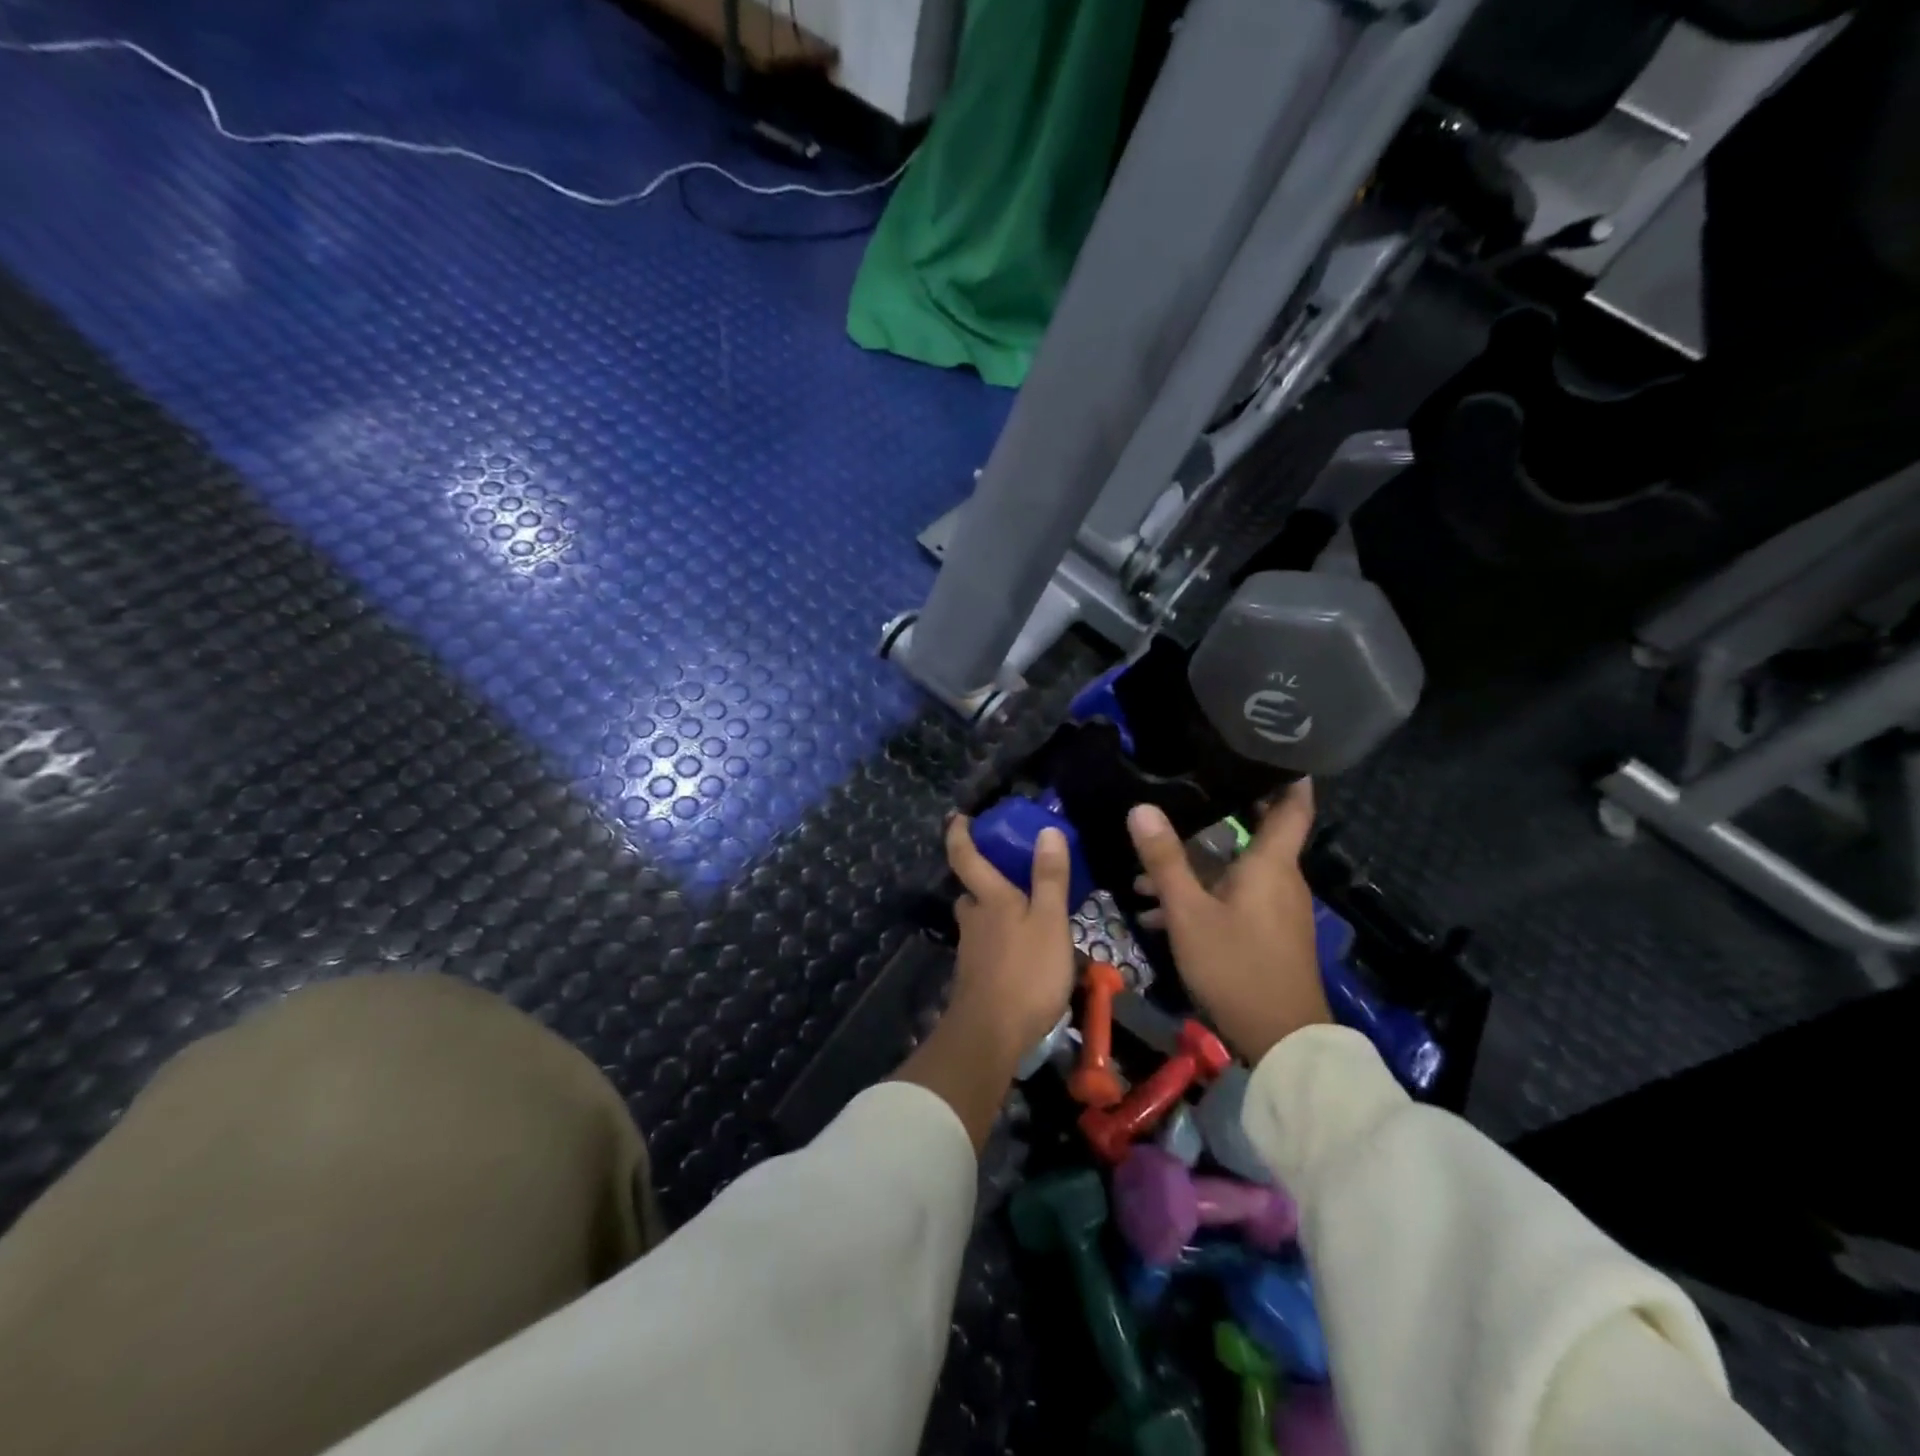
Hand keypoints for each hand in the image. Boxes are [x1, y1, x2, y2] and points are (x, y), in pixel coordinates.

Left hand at [942, 814, 1077, 1058]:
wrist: (991, 1035)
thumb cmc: (1026, 973)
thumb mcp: (1050, 922)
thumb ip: (1049, 878)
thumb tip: (1046, 830)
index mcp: (989, 899)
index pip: (965, 857)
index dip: (959, 834)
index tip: (958, 817)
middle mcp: (973, 919)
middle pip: (971, 892)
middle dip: (983, 880)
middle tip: (1010, 873)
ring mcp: (971, 950)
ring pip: (979, 921)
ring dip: (994, 913)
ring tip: (1027, 914)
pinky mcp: (975, 977)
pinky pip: (986, 946)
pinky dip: (1000, 941)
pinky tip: (1024, 953)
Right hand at [1127, 781, 1329, 1062]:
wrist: (1282, 1041)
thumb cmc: (1236, 966)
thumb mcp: (1189, 913)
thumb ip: (1164, 860)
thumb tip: (1141, 807)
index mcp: (1270, 864)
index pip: (1293, 806)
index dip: (1288, 775)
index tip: (1271, 749)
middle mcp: (1280, 879)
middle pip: (1251, 835)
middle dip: (1213, 820)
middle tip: (1177, 797)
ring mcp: (1276, 909)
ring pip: (1233, 872)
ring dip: (1193, 869)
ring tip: (1143, 873)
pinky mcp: (1268, 934)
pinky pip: (1234, 900)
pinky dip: (1202, 898)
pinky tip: (1159, 913)